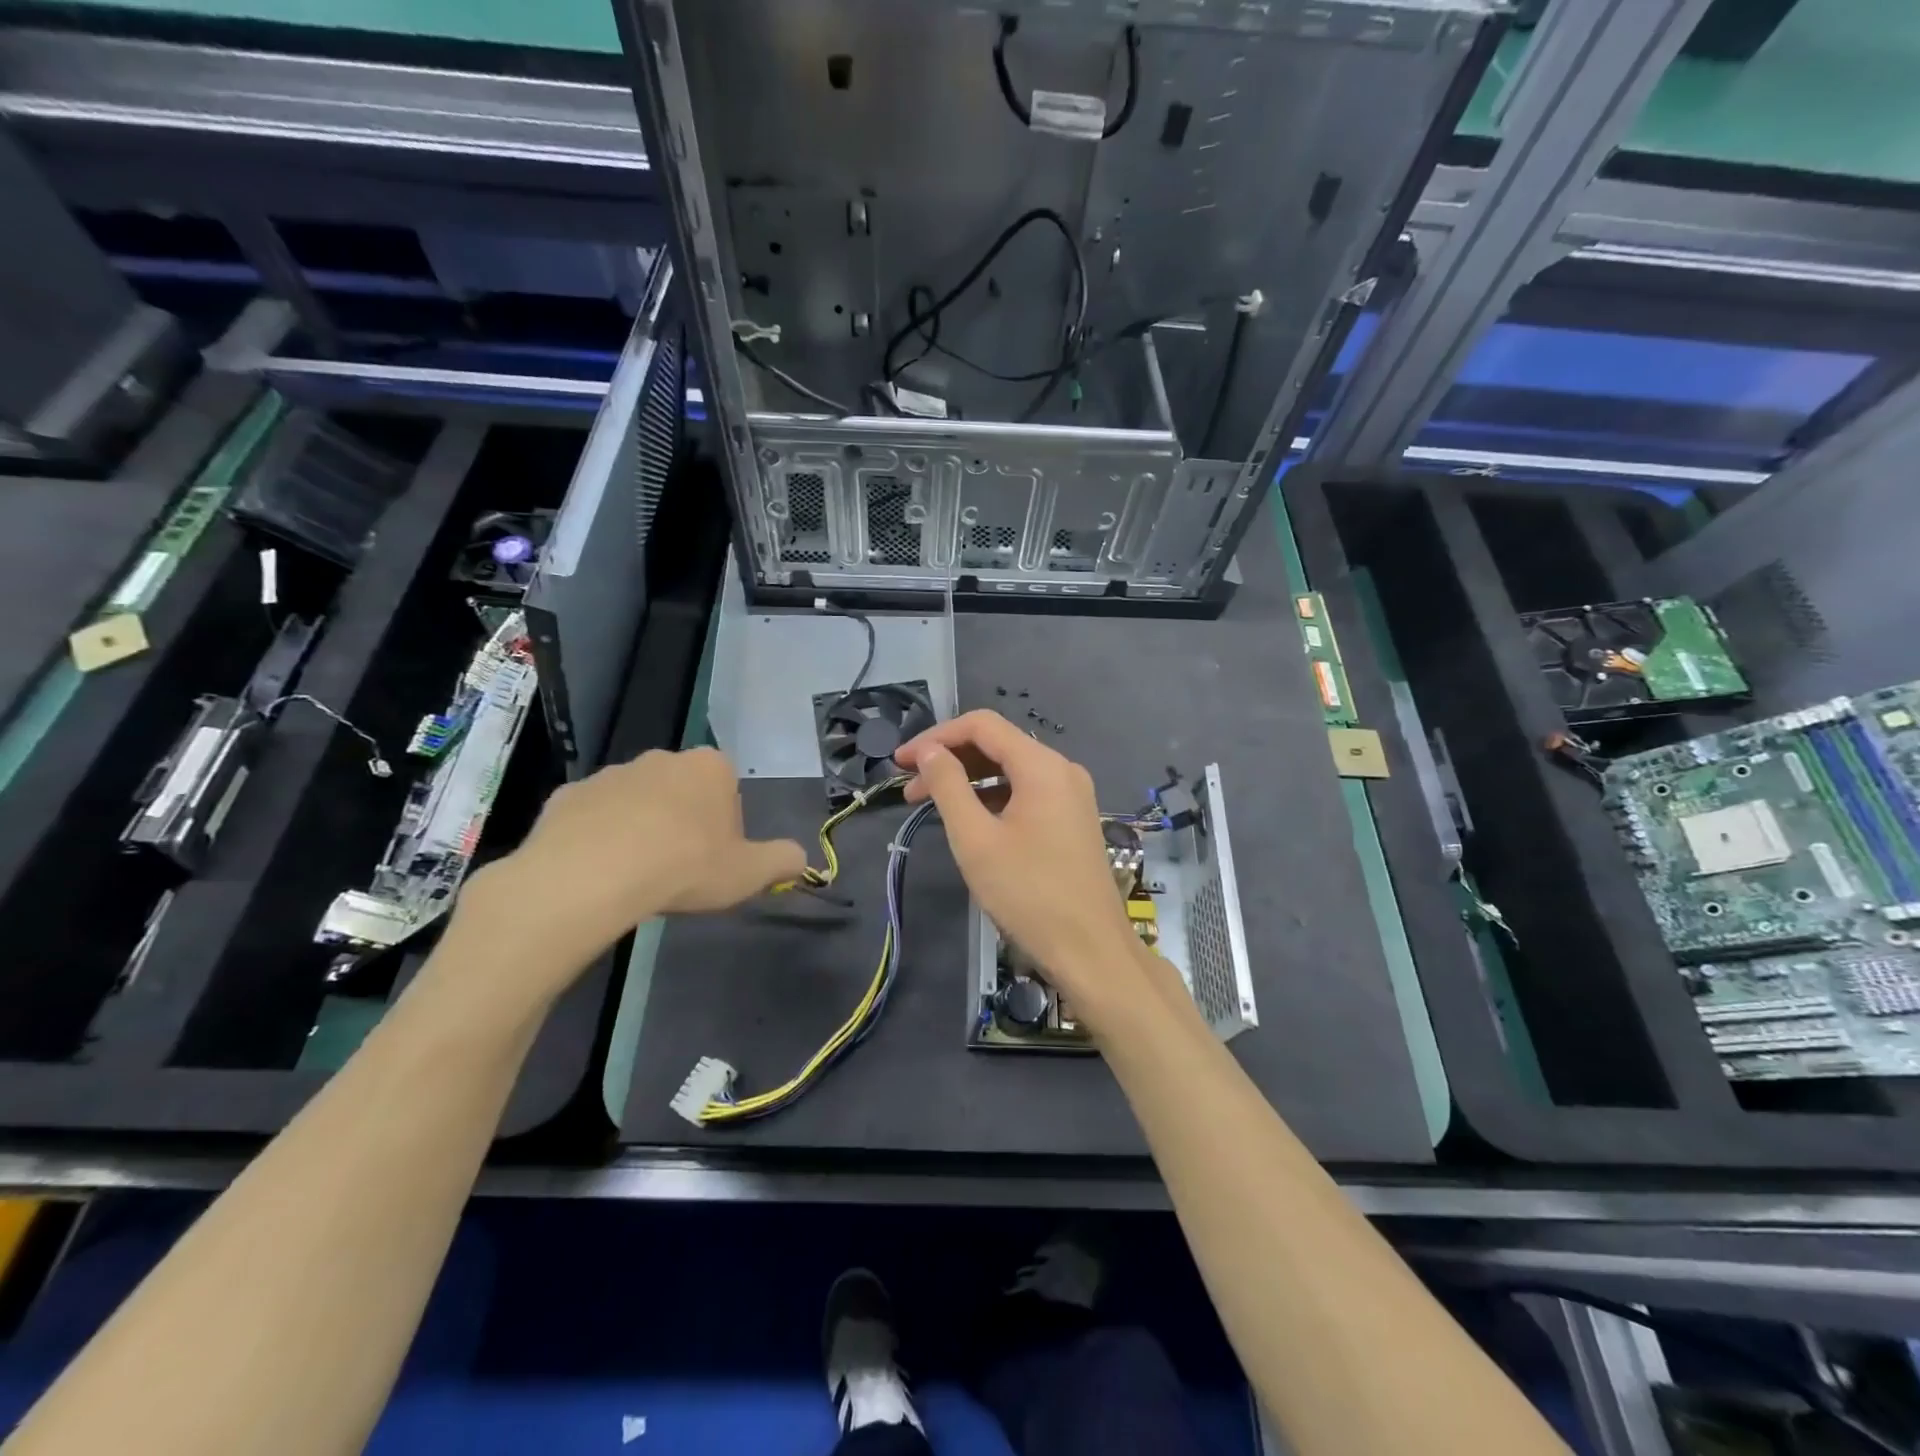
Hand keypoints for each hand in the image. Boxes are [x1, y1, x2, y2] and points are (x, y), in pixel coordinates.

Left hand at [457, 747, 804, 988]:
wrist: (591, 875)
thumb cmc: (685, 866)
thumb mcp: (749, 873)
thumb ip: (782, 861)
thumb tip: (801, 857)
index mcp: (710, 768)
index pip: (728, 787)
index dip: (726, 824)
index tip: (717, 857)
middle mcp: (663, 758)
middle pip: (682, 790)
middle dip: (683, 821)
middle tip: (680, 868)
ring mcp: (611, 773)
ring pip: (636, 801)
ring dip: (640, 827)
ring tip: (637, 875)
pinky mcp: (568, 794)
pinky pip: (593, 816)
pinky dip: (598, 837)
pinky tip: (599, 872)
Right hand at [895, 711, 1144, 1021]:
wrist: (1090, 951)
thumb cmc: (1028, 894)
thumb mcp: (975, 839)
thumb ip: (948, 786)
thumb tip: (928, 751)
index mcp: (1042, 766)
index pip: (981, 726)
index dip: (936, 737)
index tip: (901, 762)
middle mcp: (1061, 770)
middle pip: (997, 745)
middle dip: (949, 759)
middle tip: (908, 787)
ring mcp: (1071, 795)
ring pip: (1010, 770)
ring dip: (968, 780)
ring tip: (928, 804)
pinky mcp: (1072, 819)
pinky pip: (1026, 792)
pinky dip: (992, 798)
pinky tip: (968, 819)